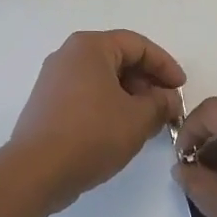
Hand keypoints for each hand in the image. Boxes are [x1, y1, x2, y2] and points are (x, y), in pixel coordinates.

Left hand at [9, 30, 185, 211]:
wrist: (36, 171)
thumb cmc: (92, 134)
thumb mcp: (138, 119)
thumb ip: (160, 103)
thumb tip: (168, 99)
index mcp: (90, 47)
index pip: (137, 45)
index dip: (165, 65)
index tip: (180, 88)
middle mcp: (68, 55)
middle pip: (118, 59)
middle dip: (147, 82)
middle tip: (166, 107)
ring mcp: (53, 79)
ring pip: (102, 79)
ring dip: (130, 96)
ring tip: (147, 122)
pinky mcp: (47, 104)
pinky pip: (86, 94)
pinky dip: (108, 105)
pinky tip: (121, 130)